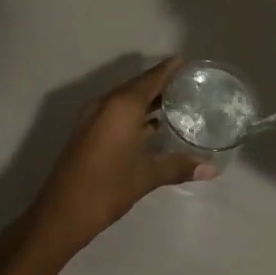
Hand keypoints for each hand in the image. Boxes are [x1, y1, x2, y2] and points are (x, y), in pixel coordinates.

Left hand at [24, 58, 215, 258]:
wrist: (63, 212)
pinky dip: (133, 113)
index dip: (168, 69)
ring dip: (146, 100)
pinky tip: (151, 126)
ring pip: (124, 100)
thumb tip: (212, 168)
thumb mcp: (148, 175)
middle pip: (136, 86)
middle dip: (159, 84)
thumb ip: (179, 166)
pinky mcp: (87, 131)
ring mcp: (93, 117)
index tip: (186, 62)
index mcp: (122, 106)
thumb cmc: (109, 187)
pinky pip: (115, 112)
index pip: (150, 78)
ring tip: (174, 103)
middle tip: (186, 84)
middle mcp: (106, 103)